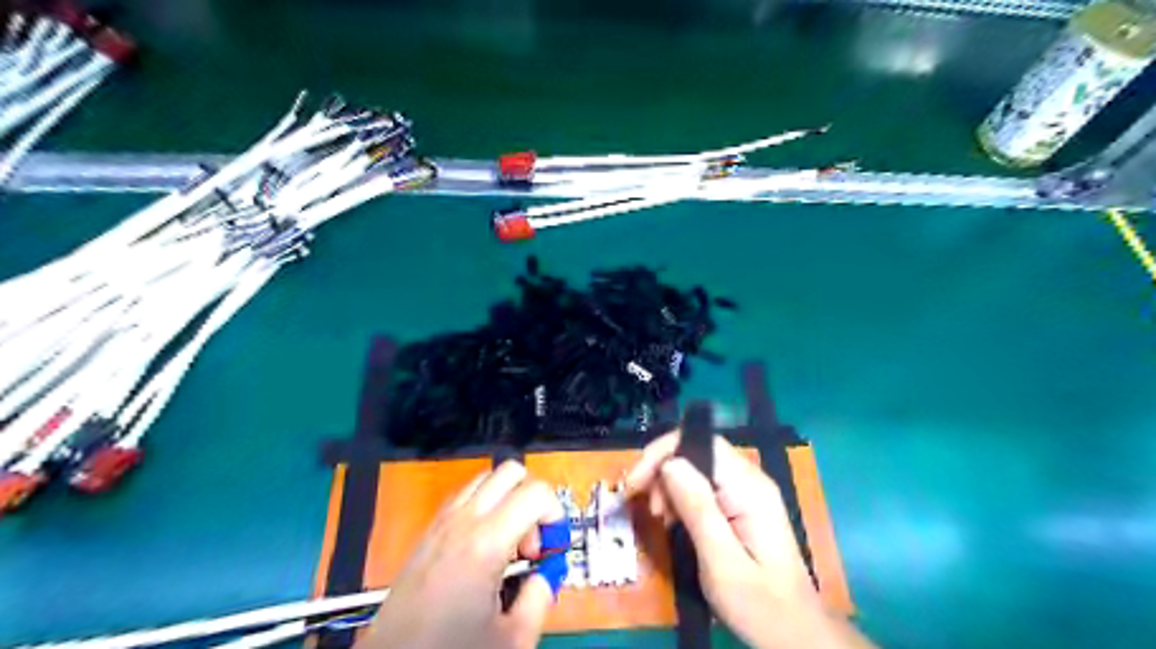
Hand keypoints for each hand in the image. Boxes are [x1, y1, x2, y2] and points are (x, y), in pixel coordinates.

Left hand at [365, 461, 563, 648]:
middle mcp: (461, 523)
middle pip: (510, 471)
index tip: (554, 544)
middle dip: (532, 497)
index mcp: (485, 543)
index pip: (536, 491)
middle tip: (534, 539)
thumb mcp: (512, 639)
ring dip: (507, 500)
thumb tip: (545, 577)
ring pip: (485, 479)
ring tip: (510, 544)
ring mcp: (440, 524)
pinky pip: (463, 498)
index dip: (556, 514)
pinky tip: (485, 549)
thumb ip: (540, 597)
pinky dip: (483, 508)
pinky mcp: (427, 534)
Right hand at [628, 431, 860, 648]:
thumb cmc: (759, 604)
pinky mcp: (741, 506)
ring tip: (658, 517)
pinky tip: (672, 521)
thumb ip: (697, 508)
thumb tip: (669, 464)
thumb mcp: (721, 561)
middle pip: (696, 452)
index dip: (663, 452)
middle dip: (661, 471)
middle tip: (641, 503)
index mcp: (749, 487)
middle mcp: (749, 480)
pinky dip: (680, 498)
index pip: (701, 442)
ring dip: (668, 486)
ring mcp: (747, 492)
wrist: (796, 636)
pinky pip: (703, 487)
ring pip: (696, 468)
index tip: (635, 482)